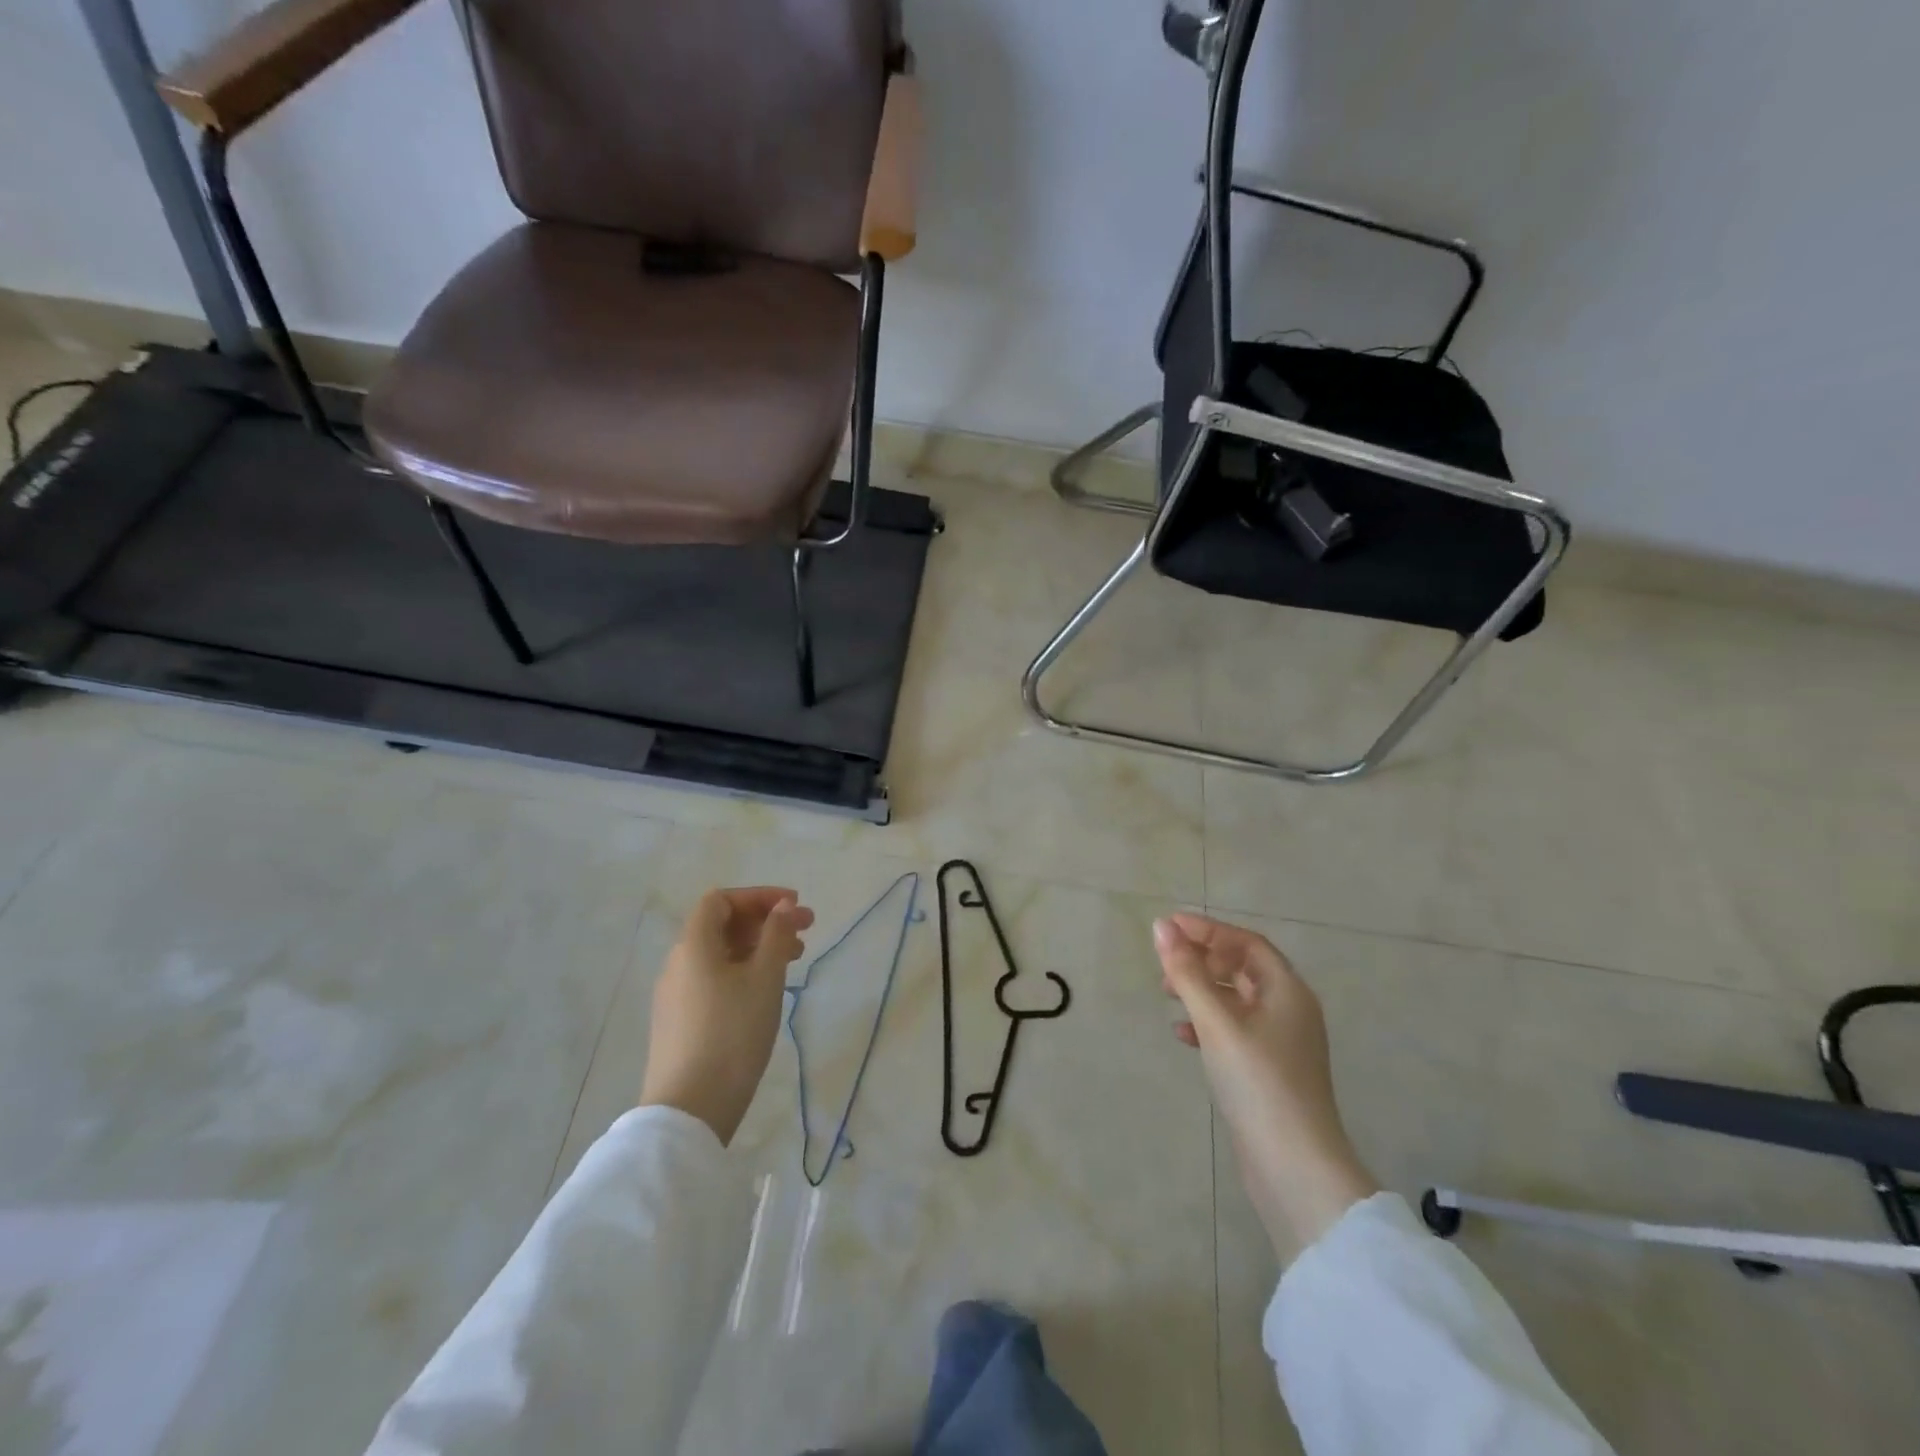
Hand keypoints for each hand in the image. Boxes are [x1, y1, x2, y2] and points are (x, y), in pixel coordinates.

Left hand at [639, 887, 815, 1145]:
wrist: (689, 1109)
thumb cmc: (732, 1033)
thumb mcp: (765, 978)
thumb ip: (777, 935)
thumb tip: (784, 906)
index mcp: (694, 945)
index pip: (721, 900)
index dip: (759, 896)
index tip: (794, 905)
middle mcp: (678, 963)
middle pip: (721, 925)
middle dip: (765, 921)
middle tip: (806, 930)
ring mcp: (675, 995)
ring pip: (720, 954)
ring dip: (757, 947)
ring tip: (794, 960)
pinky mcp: (679, 1022)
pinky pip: (713, 979)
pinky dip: (742, 971)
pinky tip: (766, 990)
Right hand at [1154, 913, 1377, 1260]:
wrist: (1294, 1167)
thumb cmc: (1258, 1082)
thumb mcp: (1217, 1022)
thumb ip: (1188, 972)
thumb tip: (1162, 926)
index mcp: (1287, 991)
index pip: (1246, 943)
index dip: (1207, 930)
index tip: (1168, 927)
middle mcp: (1289, 1010)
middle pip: (1242, 968)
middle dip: (1202, 960)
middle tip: (1164, 963)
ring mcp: (1281, 1043)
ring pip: (1235, 1000)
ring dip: (1201, 990)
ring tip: (1167, 994)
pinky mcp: (1269, 1071)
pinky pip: (1234, 1030)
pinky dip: (1207, 1024)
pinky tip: (1183, 1035)